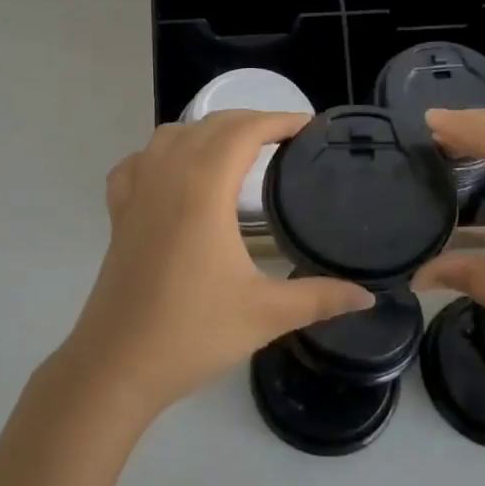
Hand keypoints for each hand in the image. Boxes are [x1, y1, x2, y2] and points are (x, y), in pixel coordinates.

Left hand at [58, 111, 375, 420]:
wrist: (116, 365)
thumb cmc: (192, 333)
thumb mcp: (265, 314)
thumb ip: (320, 297)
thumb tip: (368, 295)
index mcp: (202, 189)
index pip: (245, 131)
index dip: (280, 120)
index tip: (310, 127)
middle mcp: (167, 176)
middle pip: (210, 125)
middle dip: (251, 121)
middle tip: (286, 139)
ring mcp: (137, 192)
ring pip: (172, 135)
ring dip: (207, 131)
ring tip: (237, 150)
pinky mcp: (118, 212)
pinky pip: (139, 162)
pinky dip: (161, 154)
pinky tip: (174, 174)